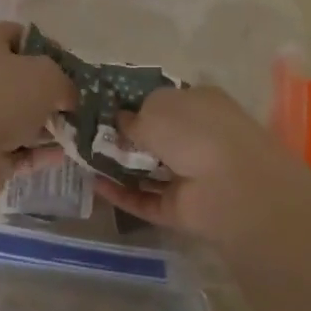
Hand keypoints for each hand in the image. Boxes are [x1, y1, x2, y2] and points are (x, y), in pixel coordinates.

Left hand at [0, 21, 75, 176]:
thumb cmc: (2, 100)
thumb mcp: (47, 77)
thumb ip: (65, 81)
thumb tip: (67, 97)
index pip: (18, 34)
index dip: (47, 47)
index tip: (70, 67)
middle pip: (19, 78)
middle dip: (50, 92)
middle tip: (75, 104)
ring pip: (17, 115)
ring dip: (46, 125)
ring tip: (76, 133)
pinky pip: (13, 145)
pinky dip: (35, 150)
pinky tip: (61, 156)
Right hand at [92, 85, 310, 246]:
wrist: (231, 186)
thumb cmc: (194, 131)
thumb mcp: (156, 108)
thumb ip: (133, 115)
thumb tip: (120, 121)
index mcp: (198, 104)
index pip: (162, 102)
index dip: (131, 104)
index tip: (100, 107)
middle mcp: (196, 137)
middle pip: (153, 137)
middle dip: (121, 137)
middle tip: (83, 134)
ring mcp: (189, 175)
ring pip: (147, 170)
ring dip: (116, 166)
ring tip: (80, 159)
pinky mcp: (180, 208)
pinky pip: (145, 199)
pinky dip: (121, 194)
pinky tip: (93, 185)